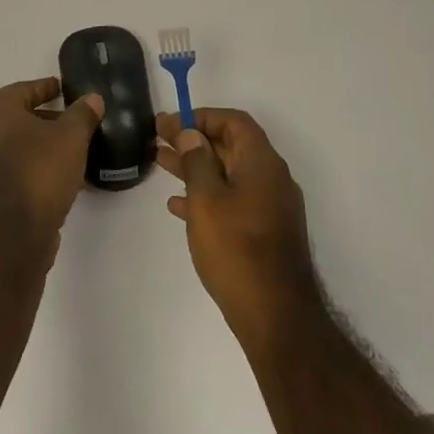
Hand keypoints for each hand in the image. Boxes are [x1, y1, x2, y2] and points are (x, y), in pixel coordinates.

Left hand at [0, 78, 103, 258]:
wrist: (10, 235)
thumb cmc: (39, 172)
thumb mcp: (71, 137)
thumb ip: (82, 114)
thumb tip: (92, 98)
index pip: (24, 89)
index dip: (47, 88)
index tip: (65, 90)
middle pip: (17, 118)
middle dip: (46, 119)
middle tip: (73, 123)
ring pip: (15, 147)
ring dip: (40, 147)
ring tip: (72, 153)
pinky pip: (11, 170)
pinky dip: (32, 169)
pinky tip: (58, 179)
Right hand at [157, 108, 321, 350]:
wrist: (276, 316)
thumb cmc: (237, 249)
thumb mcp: (207, 200)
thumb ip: (197, 161)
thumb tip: (191, 134)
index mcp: (262, 163)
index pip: (234, 122)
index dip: (202, 117)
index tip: (172, 123)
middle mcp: (271, 178)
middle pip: (230, 146)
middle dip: (193, 140)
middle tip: (157, 137)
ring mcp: (270, 207)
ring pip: (228, 174)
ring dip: (195, 166)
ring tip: (159, 163)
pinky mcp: (265, 232)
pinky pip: (233, 200)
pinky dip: (207, 195)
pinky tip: (178, 205)